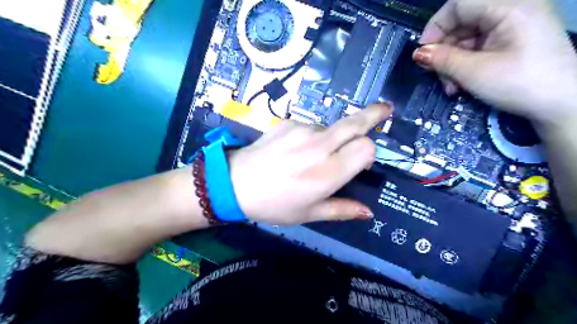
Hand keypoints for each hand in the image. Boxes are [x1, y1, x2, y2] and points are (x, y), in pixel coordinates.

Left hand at [228, 104, 389, 224]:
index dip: (369, 153)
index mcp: (327, 173)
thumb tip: (369, 212)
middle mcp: (319, 146)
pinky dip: (313, 137)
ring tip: (312, 156)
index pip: (366, 148)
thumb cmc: (274, 204)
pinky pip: (311, 127)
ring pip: (332, 127)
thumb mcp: (309, 214)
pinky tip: (295, 150)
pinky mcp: (288, 122)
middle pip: (355, 123)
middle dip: (374, 114)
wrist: (235, 184)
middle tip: (386, 110)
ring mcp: (302, 130)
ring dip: (333, 138)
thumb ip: (342, 210)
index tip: (362, 161)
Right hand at [412, 1, 576, 128]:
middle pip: (462, 23)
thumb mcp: (474, 72)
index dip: (435, 26)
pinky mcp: (512, 41)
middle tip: (435, 75)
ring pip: (467, 38)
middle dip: (444, 51)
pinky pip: (479, 47)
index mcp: (509, 6)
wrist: (561, 104)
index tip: (422, 53)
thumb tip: (418, 54)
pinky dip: (465, 65)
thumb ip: (443, 59)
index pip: (459, 4)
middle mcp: (512, 9)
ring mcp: (513, 26)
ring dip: (452, 63)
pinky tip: (461, 84)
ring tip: (451, 87)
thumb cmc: (518, 84)